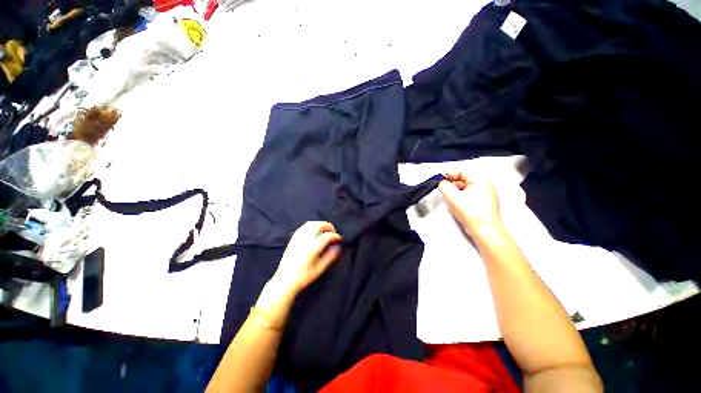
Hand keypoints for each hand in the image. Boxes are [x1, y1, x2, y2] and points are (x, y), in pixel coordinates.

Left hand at [272, 221, 341, 293]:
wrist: (285, 280)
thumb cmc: (303, 276)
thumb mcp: (320, 268)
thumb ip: (330, 256)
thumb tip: (338, 247)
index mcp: (312, 247)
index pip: (327, 235)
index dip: (336, 236)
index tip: (339, 239)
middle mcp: (305, 239)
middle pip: (319, 225)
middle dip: (329, 226)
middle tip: (334, 233)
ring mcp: (298, 237)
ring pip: (311, 224)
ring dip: (320, 224)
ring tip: (325, 231)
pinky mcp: (293, 238)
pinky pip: (304, 226)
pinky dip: (312, 226)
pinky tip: (315, 231)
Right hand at [438, 172, 502, 237]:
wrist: (485, 231)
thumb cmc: (472, 212)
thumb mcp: (452, 196)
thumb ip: (444, 186)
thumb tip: (442, 183)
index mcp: (480, 179)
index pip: (461, 172)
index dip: (448, 176)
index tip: (440, 182)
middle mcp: (486, 184)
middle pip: (463, 180)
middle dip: (452, 186)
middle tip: (445, 193)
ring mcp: (487, 194)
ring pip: (466, 189)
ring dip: (456, 193)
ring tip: (452, 202)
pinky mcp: (485, 203)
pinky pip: (470, 196)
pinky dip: (462, 199)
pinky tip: (459, 207)